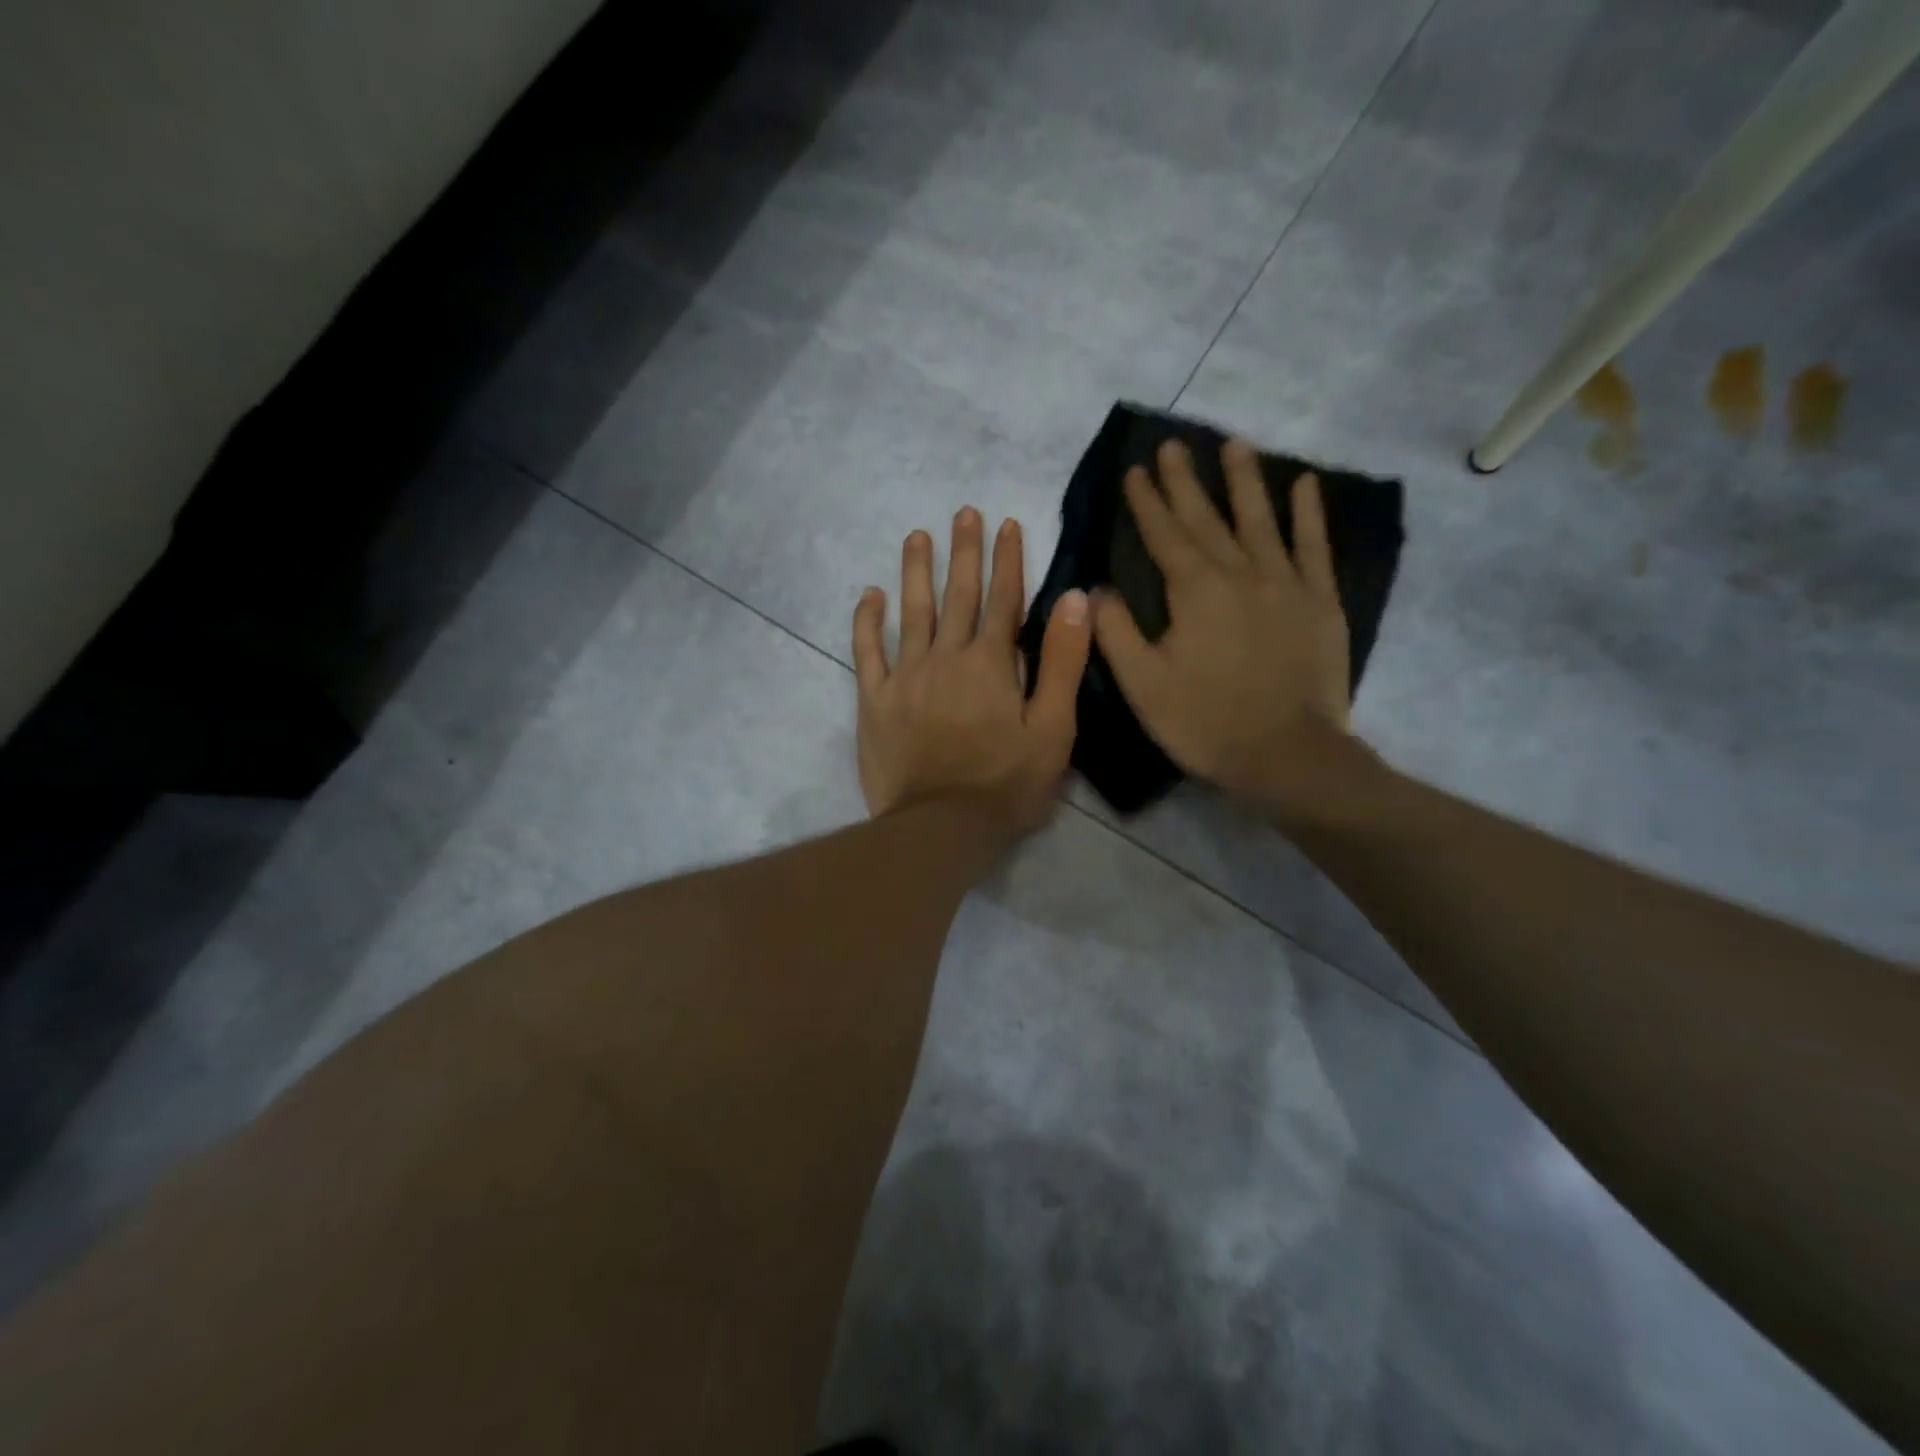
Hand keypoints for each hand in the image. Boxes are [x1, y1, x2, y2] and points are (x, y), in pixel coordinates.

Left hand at [853, 508, 1091, 836]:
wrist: (940, 826)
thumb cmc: (1006, 783)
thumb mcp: (1053, 728)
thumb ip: (1063, 662)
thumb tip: (1074, 599)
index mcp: (991, 663)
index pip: (1002, 599)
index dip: (1007, 559)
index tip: (1006, 523)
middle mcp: (946, 657)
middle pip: (956, 595)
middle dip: (963, 552)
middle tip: (963, 512)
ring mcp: (905, 676)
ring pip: (911, 612)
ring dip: (915, 572)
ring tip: (917, 537)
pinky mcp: (874, 701)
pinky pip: (866, 652)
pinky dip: (867, 621)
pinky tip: (869, 595)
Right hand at [1093, 438, 1352, 808]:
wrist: (1287, 754)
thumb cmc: (1205, 722)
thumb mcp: (1143, 685)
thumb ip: (1116, 632)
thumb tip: (1096, 589)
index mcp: (1193, 592)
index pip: (1163, 535)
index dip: (1147, 502)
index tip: (1135, 469)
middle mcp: (1239, 573)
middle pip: (1207, 518)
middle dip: (1185, 481)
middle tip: (1172, 444)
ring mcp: (1285, 584)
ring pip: (1260, 519)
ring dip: (1244, 480)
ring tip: (1233, 443)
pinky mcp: (1320, 602)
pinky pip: (1314, 547)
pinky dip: (1308, 515)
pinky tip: (1304, 484)